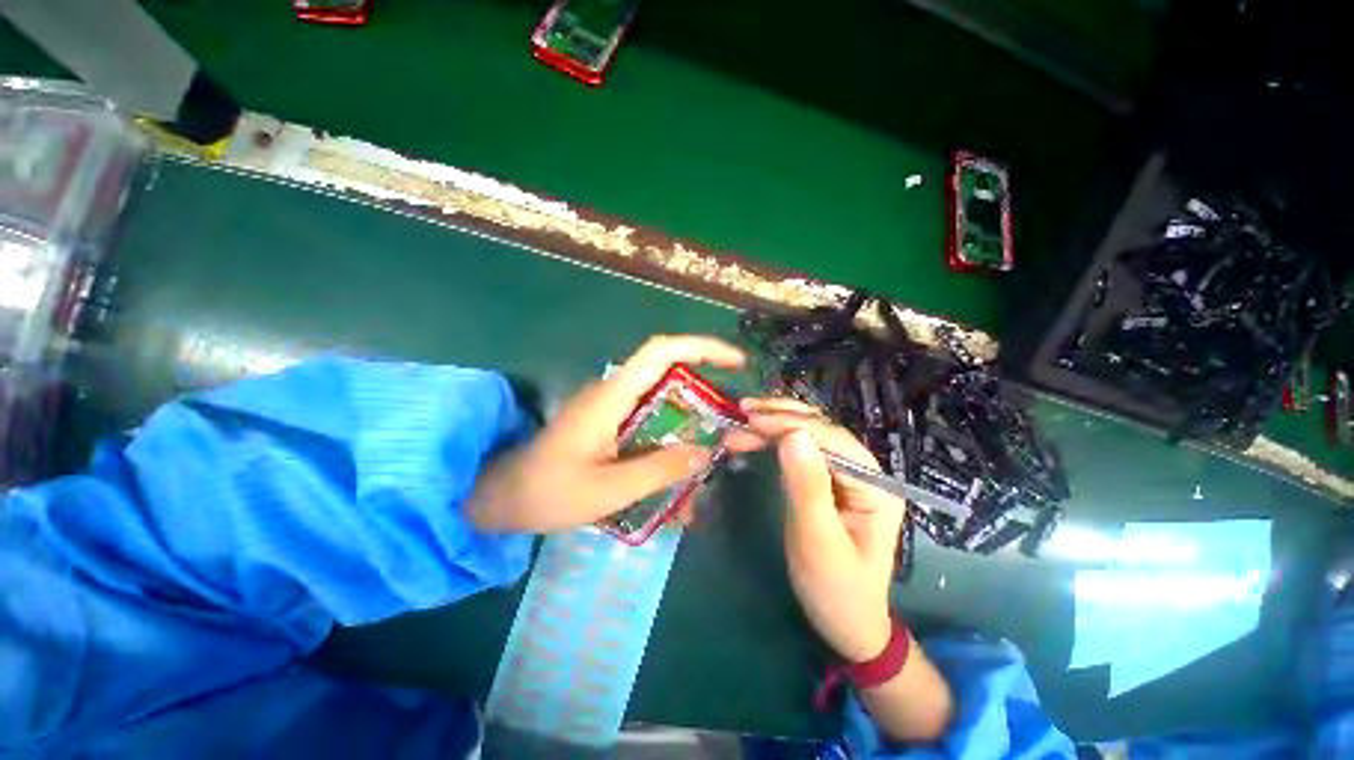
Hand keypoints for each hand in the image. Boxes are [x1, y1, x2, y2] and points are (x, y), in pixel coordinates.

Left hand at [467, 335, 745, 532]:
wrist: (501, 497)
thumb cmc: (547, 491)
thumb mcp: (607, 490)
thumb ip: (658, 470)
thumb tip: (704, 453)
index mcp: (613, 396)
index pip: (662, 351)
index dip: (701, 348)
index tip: (736, 363)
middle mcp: (616, 393)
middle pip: (672, 380)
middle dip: (705, 405)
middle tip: (728, 436)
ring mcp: (613, 409)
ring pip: (664, 410)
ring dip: (687, 438)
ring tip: (698, 482)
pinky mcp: (611, 425)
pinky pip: (649, 429)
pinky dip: (668, 452)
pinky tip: (672, 492)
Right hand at [727, 398, 903, 661]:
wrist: (847, 623)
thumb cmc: (835, 589)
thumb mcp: (818, 542)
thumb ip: (808, 487)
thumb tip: (793, 435)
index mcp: (875, 486)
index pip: (831, 439)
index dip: (789, 424)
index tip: (751, 420)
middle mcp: (865, 471)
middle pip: (822, 428)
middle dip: (780, 417)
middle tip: (742, 413)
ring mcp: (847, 474)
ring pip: (811, 432)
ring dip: (777, 420)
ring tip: (744, 416)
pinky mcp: (829, 480)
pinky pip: (803, 448)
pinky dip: (777, 436)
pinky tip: (757, 432)